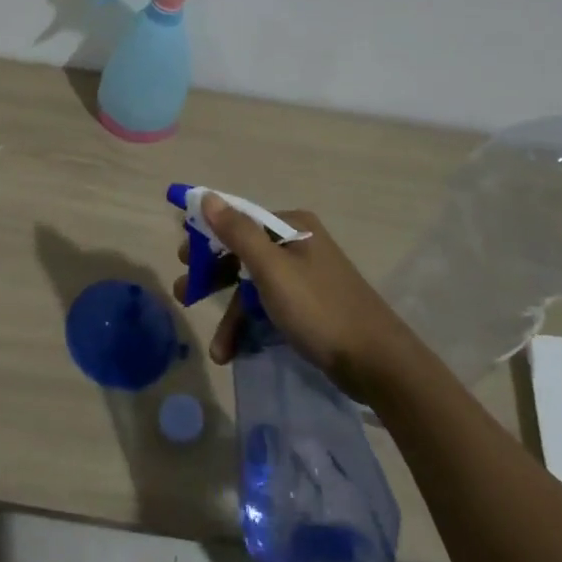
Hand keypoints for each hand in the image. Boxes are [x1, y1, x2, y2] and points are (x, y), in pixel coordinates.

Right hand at [174, 196, 404, 393]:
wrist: (379, 365)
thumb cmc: (320, 310)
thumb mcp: (272, 270)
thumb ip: (237, 232)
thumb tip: (206, 196)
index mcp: (293, 227)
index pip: (238, 221)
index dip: (207, 237)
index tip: (181, 257)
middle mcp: (299, 245)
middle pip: (243, 254)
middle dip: (213, 278)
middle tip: (184, 294)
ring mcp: (306, 277)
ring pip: (254, 286)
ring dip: (231, 315)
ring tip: (216, 348)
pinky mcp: (311, 307)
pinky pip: (270, 307)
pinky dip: (252, 326)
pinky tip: (237, 351)